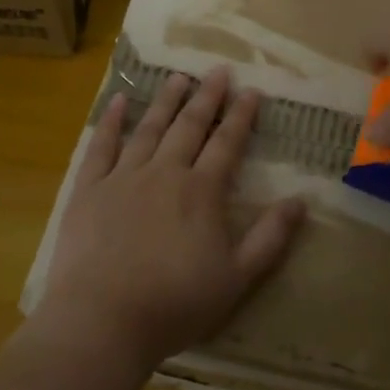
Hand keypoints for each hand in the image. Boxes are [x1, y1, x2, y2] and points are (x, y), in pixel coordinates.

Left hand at [35, 66, 305, 375]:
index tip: (251, 91)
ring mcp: (123, 177)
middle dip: (206, 97)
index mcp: (201, 192)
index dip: (241, 116)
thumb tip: (300, 201)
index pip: (227, 144)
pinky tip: (117, 101)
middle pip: (189, 126)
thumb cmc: (175, 303)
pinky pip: (101, 146)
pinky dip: (110, 121)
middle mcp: (165, 173)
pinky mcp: (89, 189)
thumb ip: (270, 238)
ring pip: (149, 129)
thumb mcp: (237, 278)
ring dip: (165, 101)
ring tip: (177, 77)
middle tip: (218, 71)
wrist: (103, 319)